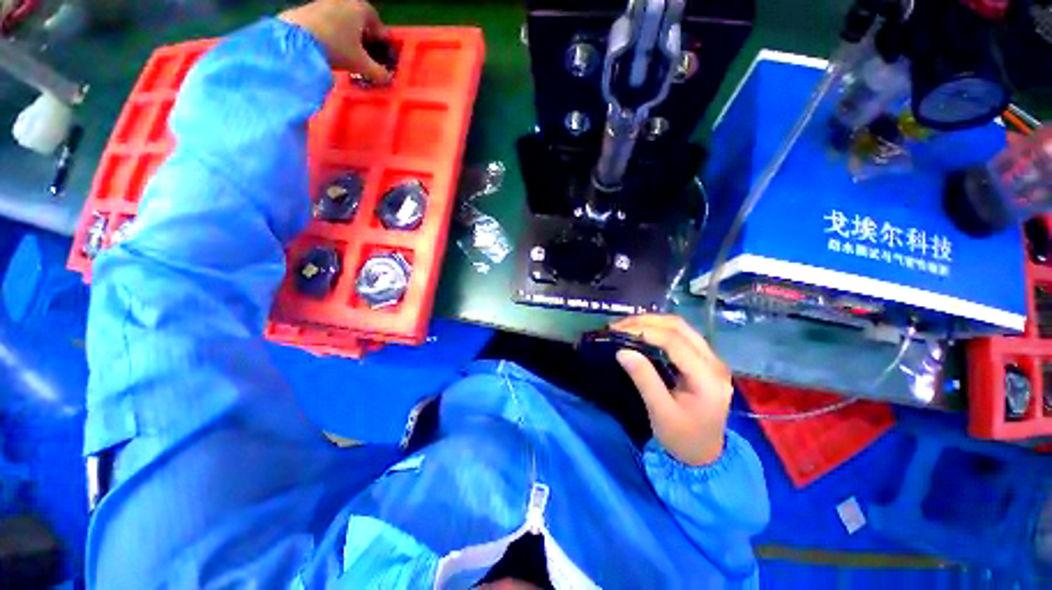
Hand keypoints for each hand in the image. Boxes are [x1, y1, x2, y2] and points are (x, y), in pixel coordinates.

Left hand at [279, 0, 391, 83]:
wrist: (295, 39)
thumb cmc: (336, 47)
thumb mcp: (361, 64)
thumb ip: (378, 72)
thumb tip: (389, 79)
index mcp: (360, 8)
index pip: (376, 20)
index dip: (380, 34)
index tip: (381, 46)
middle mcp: (343, 0)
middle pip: (357, 16)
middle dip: (362, 31)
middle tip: (365, 47)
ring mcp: (323, 1)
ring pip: (340, 16)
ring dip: (345, 30)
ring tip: (346, 47)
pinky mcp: (306, 8)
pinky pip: (324, 19)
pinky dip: (329, 29)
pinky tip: (328, 43)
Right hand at [611, 314, 732, 465]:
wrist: (704, 455)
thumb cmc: (682, 438)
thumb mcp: (660, 412)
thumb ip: (644, 379)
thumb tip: (622, 351)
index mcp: (708, 378)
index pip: (675, 342)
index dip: (645, 331)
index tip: (618, 331)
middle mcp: (715, 363)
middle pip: (680, 327)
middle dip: (646, 322)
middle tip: (618, 326)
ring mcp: (712, 359)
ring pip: (681, 327)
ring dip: (652, 322)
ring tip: (626, 326)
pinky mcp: (704, 360)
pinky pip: (681, 335)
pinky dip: (658, 329)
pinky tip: (641, 331)